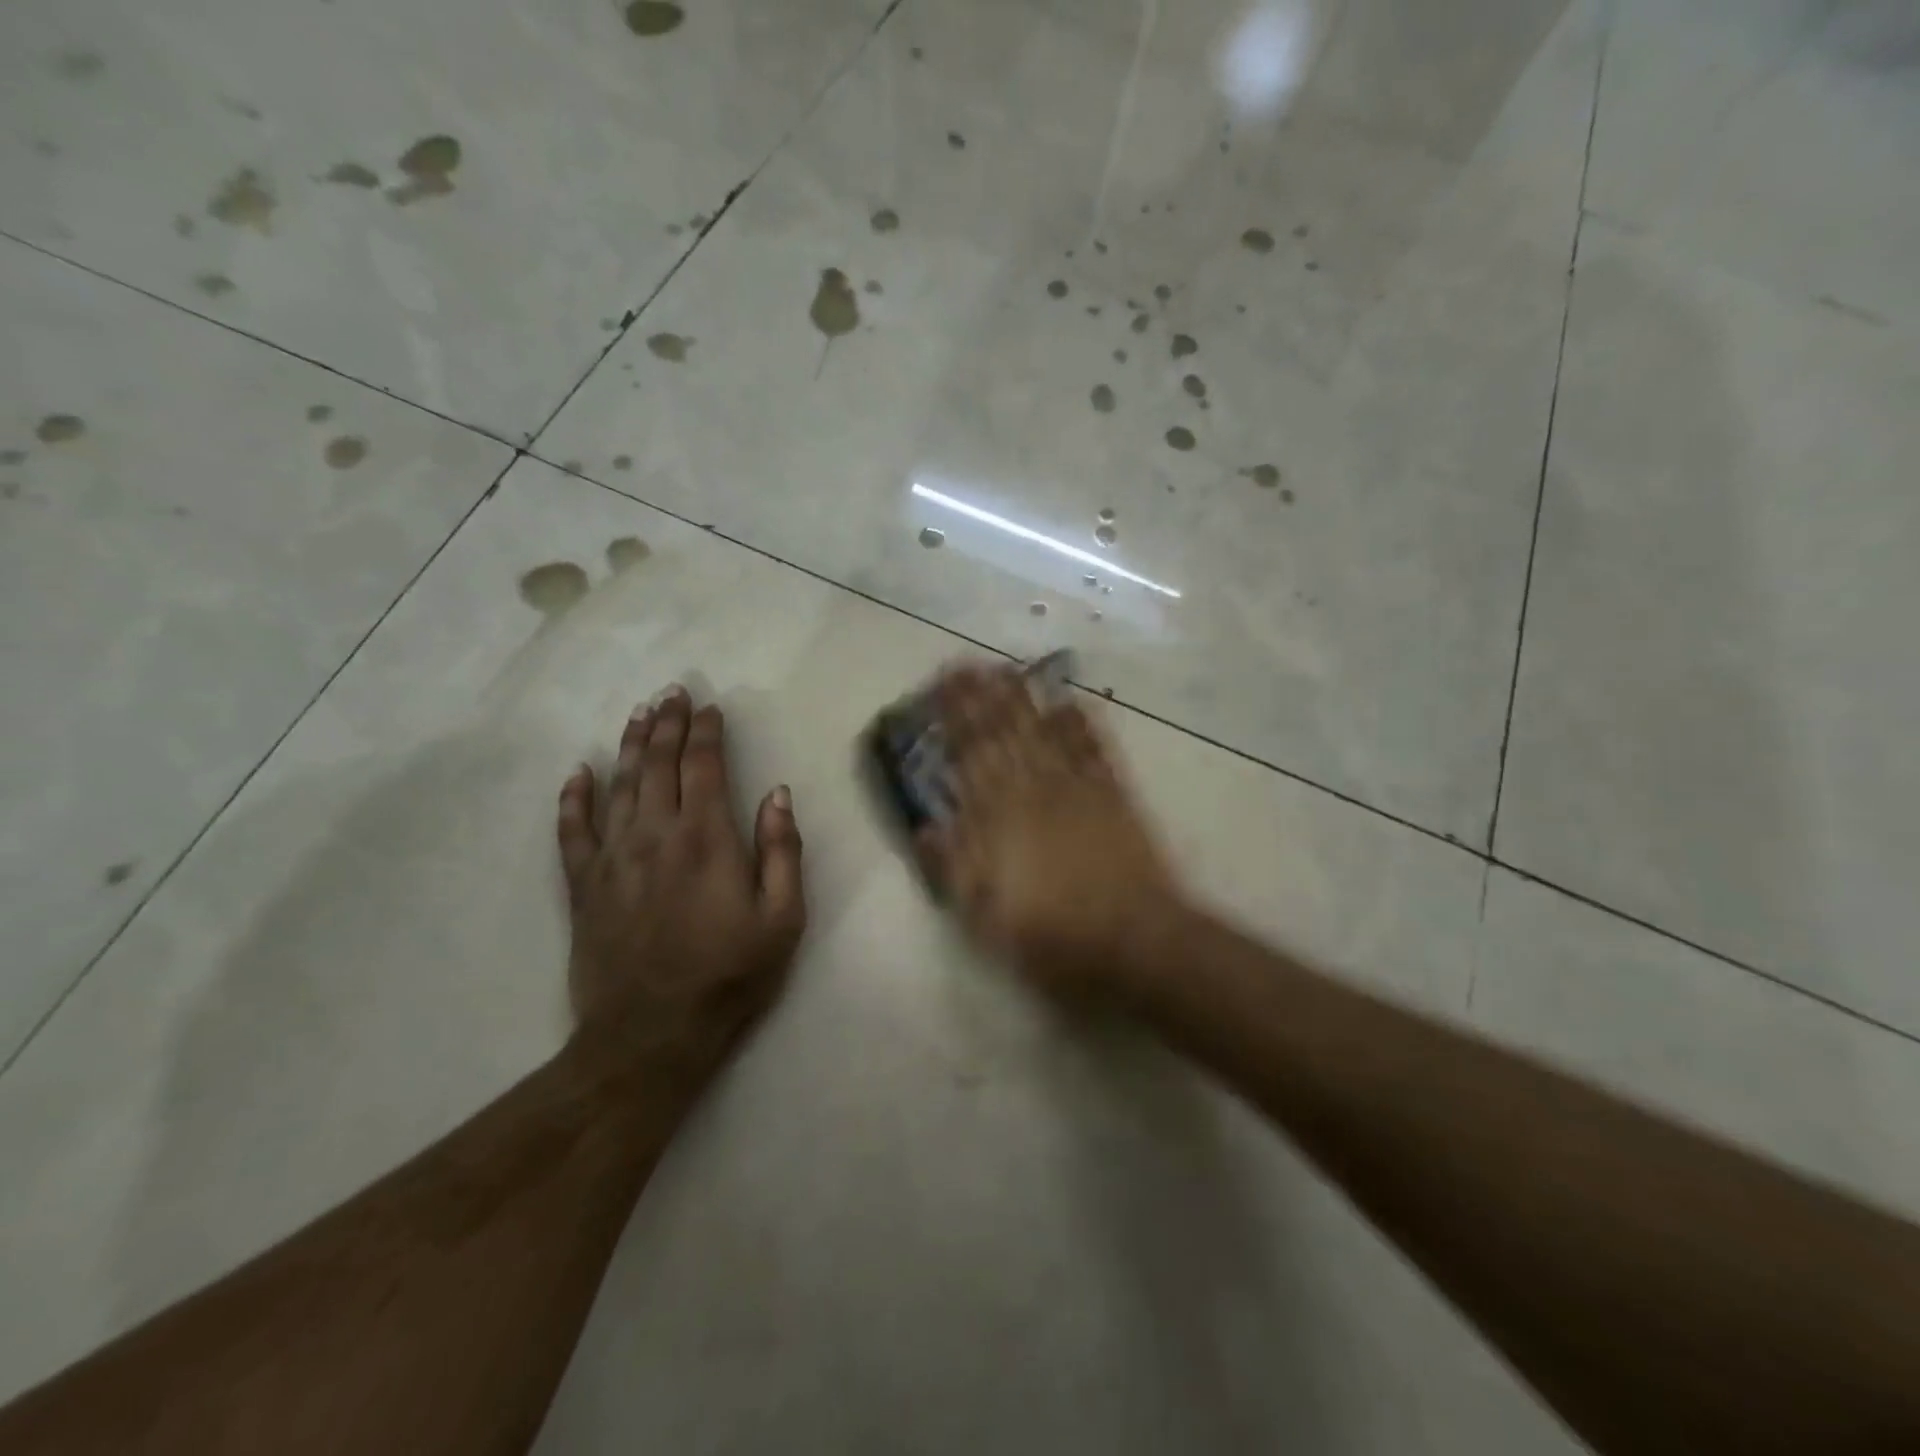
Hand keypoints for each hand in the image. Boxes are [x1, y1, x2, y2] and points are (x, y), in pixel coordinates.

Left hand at [557, 685, 805, 1085]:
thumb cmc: (729, 975)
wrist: (651, 1035)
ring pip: (618, 786)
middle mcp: (655, 835)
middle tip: (671, 692)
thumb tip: (777, 794)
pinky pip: (572, 832)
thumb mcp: (783, 919)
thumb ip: (782, 851)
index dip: (707, 732)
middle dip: (667, 724)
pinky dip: (573, 799)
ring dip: (629, 746)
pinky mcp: (584, 887)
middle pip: (657, 765)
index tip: (710, 707)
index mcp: (707, 839)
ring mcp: (613, 859)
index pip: (704, 767)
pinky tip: (578, 773)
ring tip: (638, 714)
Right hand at [918, 663, 1183, 999]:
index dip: (954, 718)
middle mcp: (1034, 791)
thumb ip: (952, 868)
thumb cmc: (1051, 936)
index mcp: (998, 819)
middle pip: (1004, 734)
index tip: (941, 686)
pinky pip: (1092, 749)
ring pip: (1043, 731)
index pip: (970, 756)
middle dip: (983, 696)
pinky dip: (1081, 723)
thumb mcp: (984, 917)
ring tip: (1007, 668)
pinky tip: (1070, 700)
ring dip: (1023, 698)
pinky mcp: (1113, 796)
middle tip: (968, 662)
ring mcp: (1077, 789)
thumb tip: (925, 827)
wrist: (1133, 941)